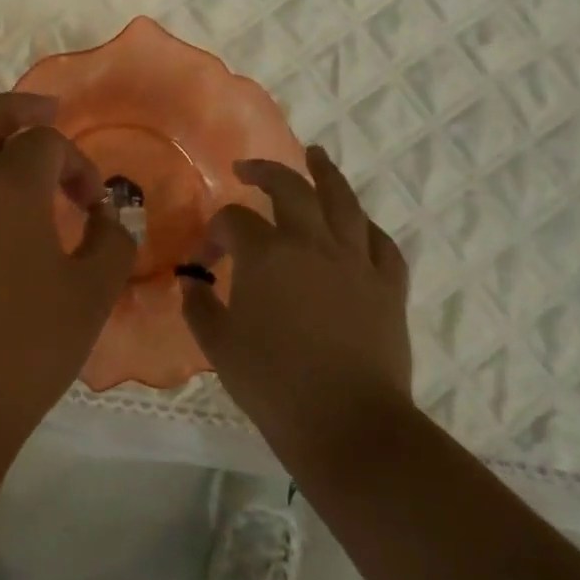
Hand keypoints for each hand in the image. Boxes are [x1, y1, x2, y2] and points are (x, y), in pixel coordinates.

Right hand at [180, 145, 412, 461]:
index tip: (204, 258)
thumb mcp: (219, 345)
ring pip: (344, 202)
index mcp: (267, 255)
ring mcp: (356, 262)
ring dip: (326, 173)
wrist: (348, 425)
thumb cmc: (273, 384)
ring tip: (316, 155)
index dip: (214, 232)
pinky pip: (381, 243)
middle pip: (291, 189)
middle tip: (248, 168)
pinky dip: (366, 226)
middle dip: (266, 172)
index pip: (233, 221)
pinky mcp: (388, 287)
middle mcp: (312, 244)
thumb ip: (198, 307)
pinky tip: (358, 223)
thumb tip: (191, 284)